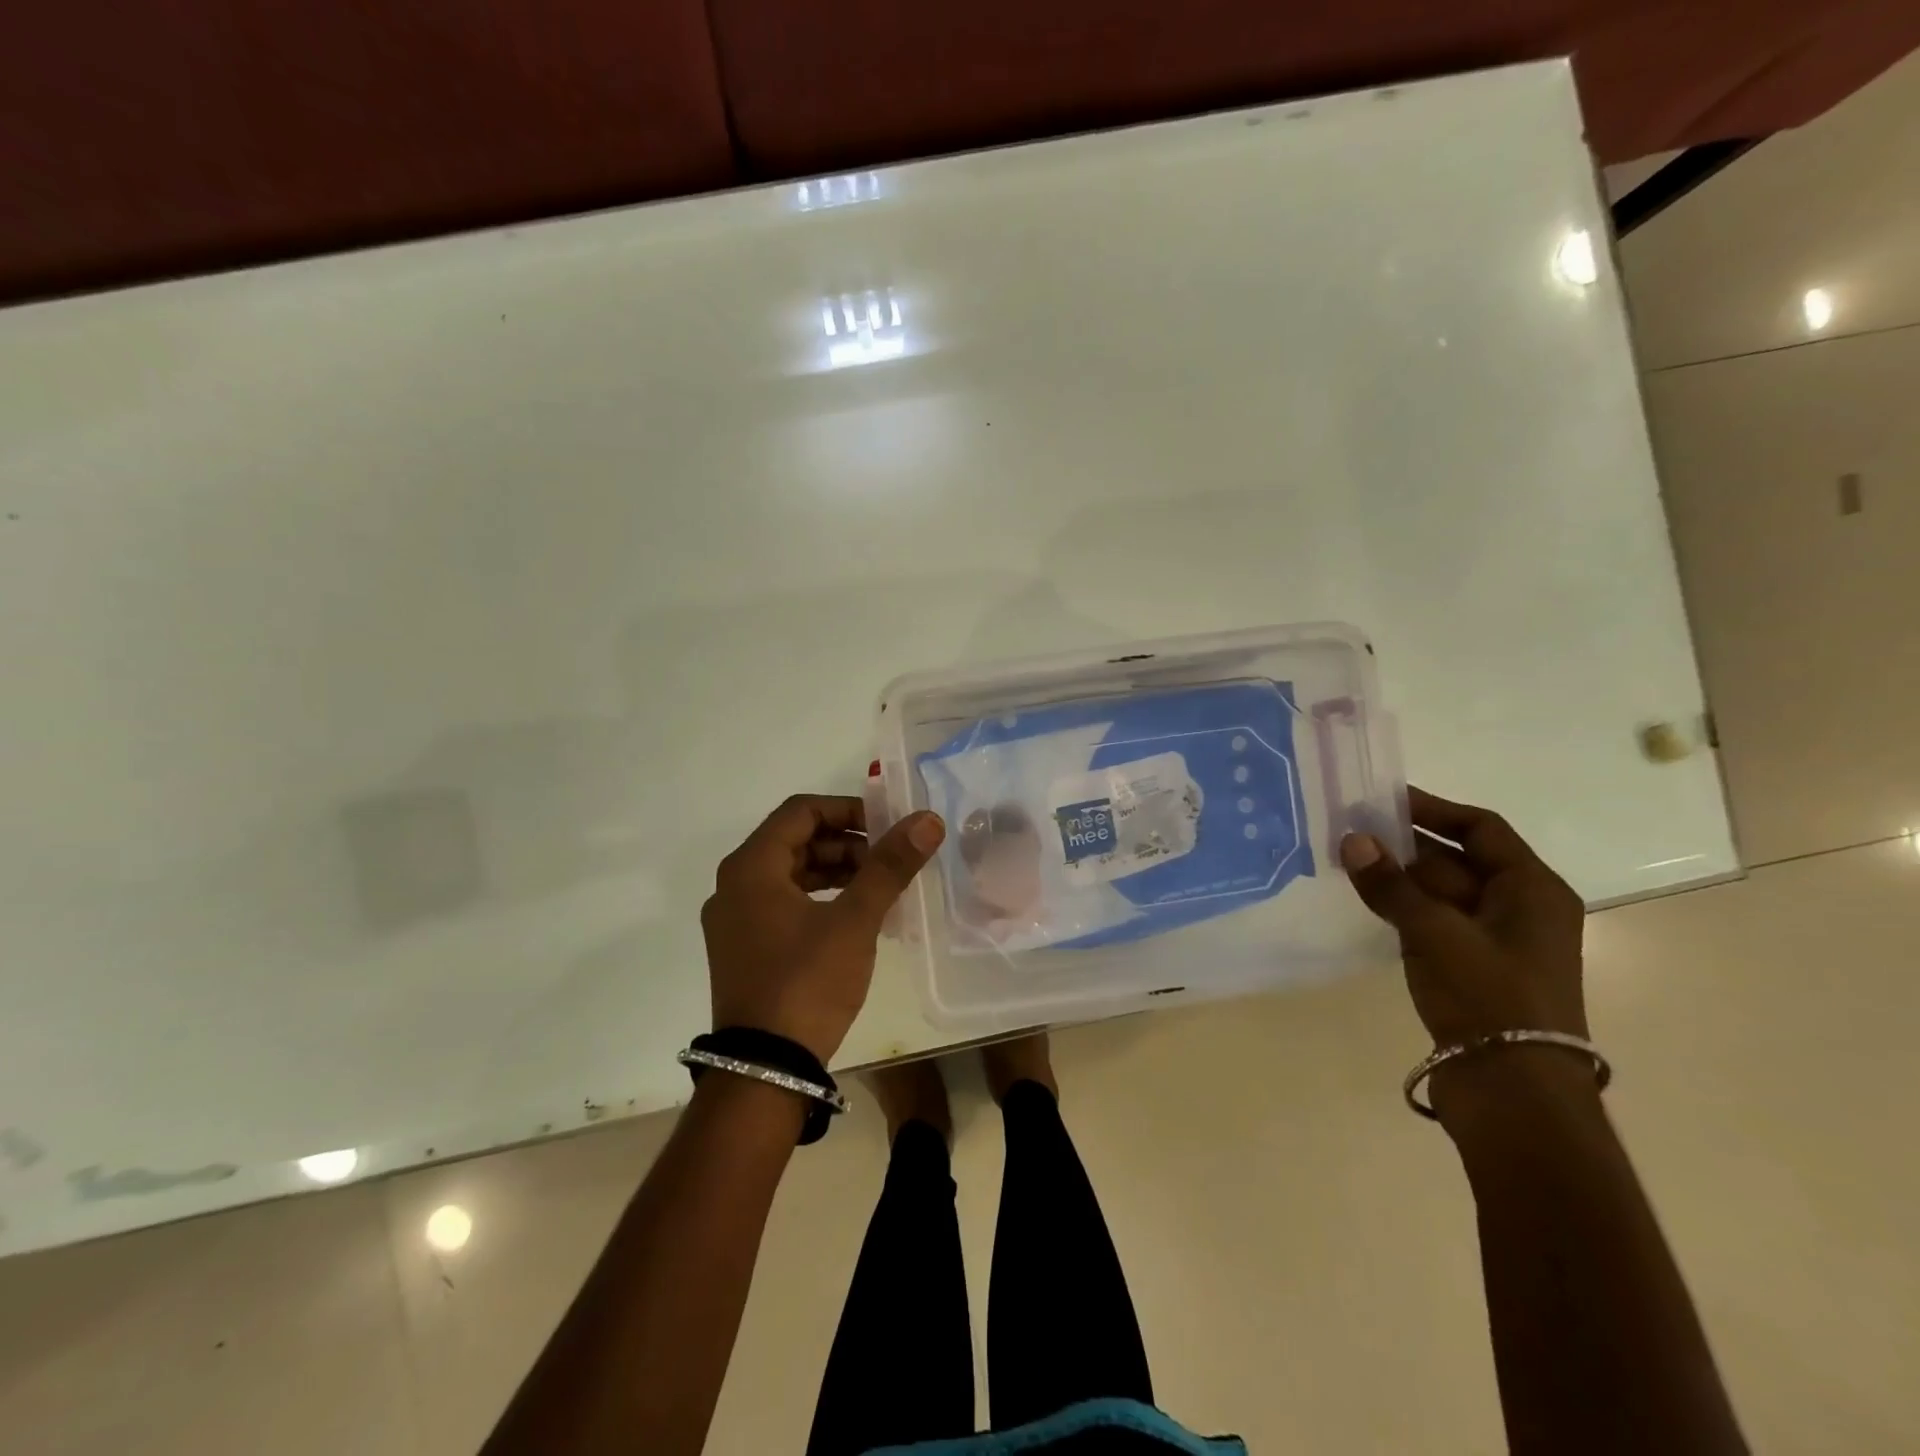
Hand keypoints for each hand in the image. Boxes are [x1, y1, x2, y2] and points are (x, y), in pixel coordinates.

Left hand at [701, 795, 945, 1063]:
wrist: (765, 1070)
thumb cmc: (807, 982)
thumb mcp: (854, 920)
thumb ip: (889, 865)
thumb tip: (927, 820)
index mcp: (751, 867)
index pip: (801, 811)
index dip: (848, 810)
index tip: (886, 827)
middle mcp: (734, 885)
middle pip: (795, 841)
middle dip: (846, 844)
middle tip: (889, 860)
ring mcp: (735, 920)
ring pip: (791, 874)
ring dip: (836, 871)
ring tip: (880, 887)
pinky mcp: (744, 949)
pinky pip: (784, 904)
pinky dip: (821, 899)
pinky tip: (856, 916)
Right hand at [1340, 787, 1587, 1048]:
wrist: (1513, 1091)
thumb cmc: (1490, 998)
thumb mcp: (1435, 933)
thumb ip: (1390, 885)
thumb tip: (1352, 839)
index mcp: (1532, 890)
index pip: (1481, 829)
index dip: (1433, 810)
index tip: (1383, 798)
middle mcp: (1518, 908)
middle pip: (1457, 859)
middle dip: (1405, 843)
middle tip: (1350, 829)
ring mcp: (1494, 940)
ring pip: (1440, 892)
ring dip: (1398, 876)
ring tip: (1347, 859)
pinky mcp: (1470, 968)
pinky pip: (1432, 921)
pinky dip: (1401, 907)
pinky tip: (1365, 900)